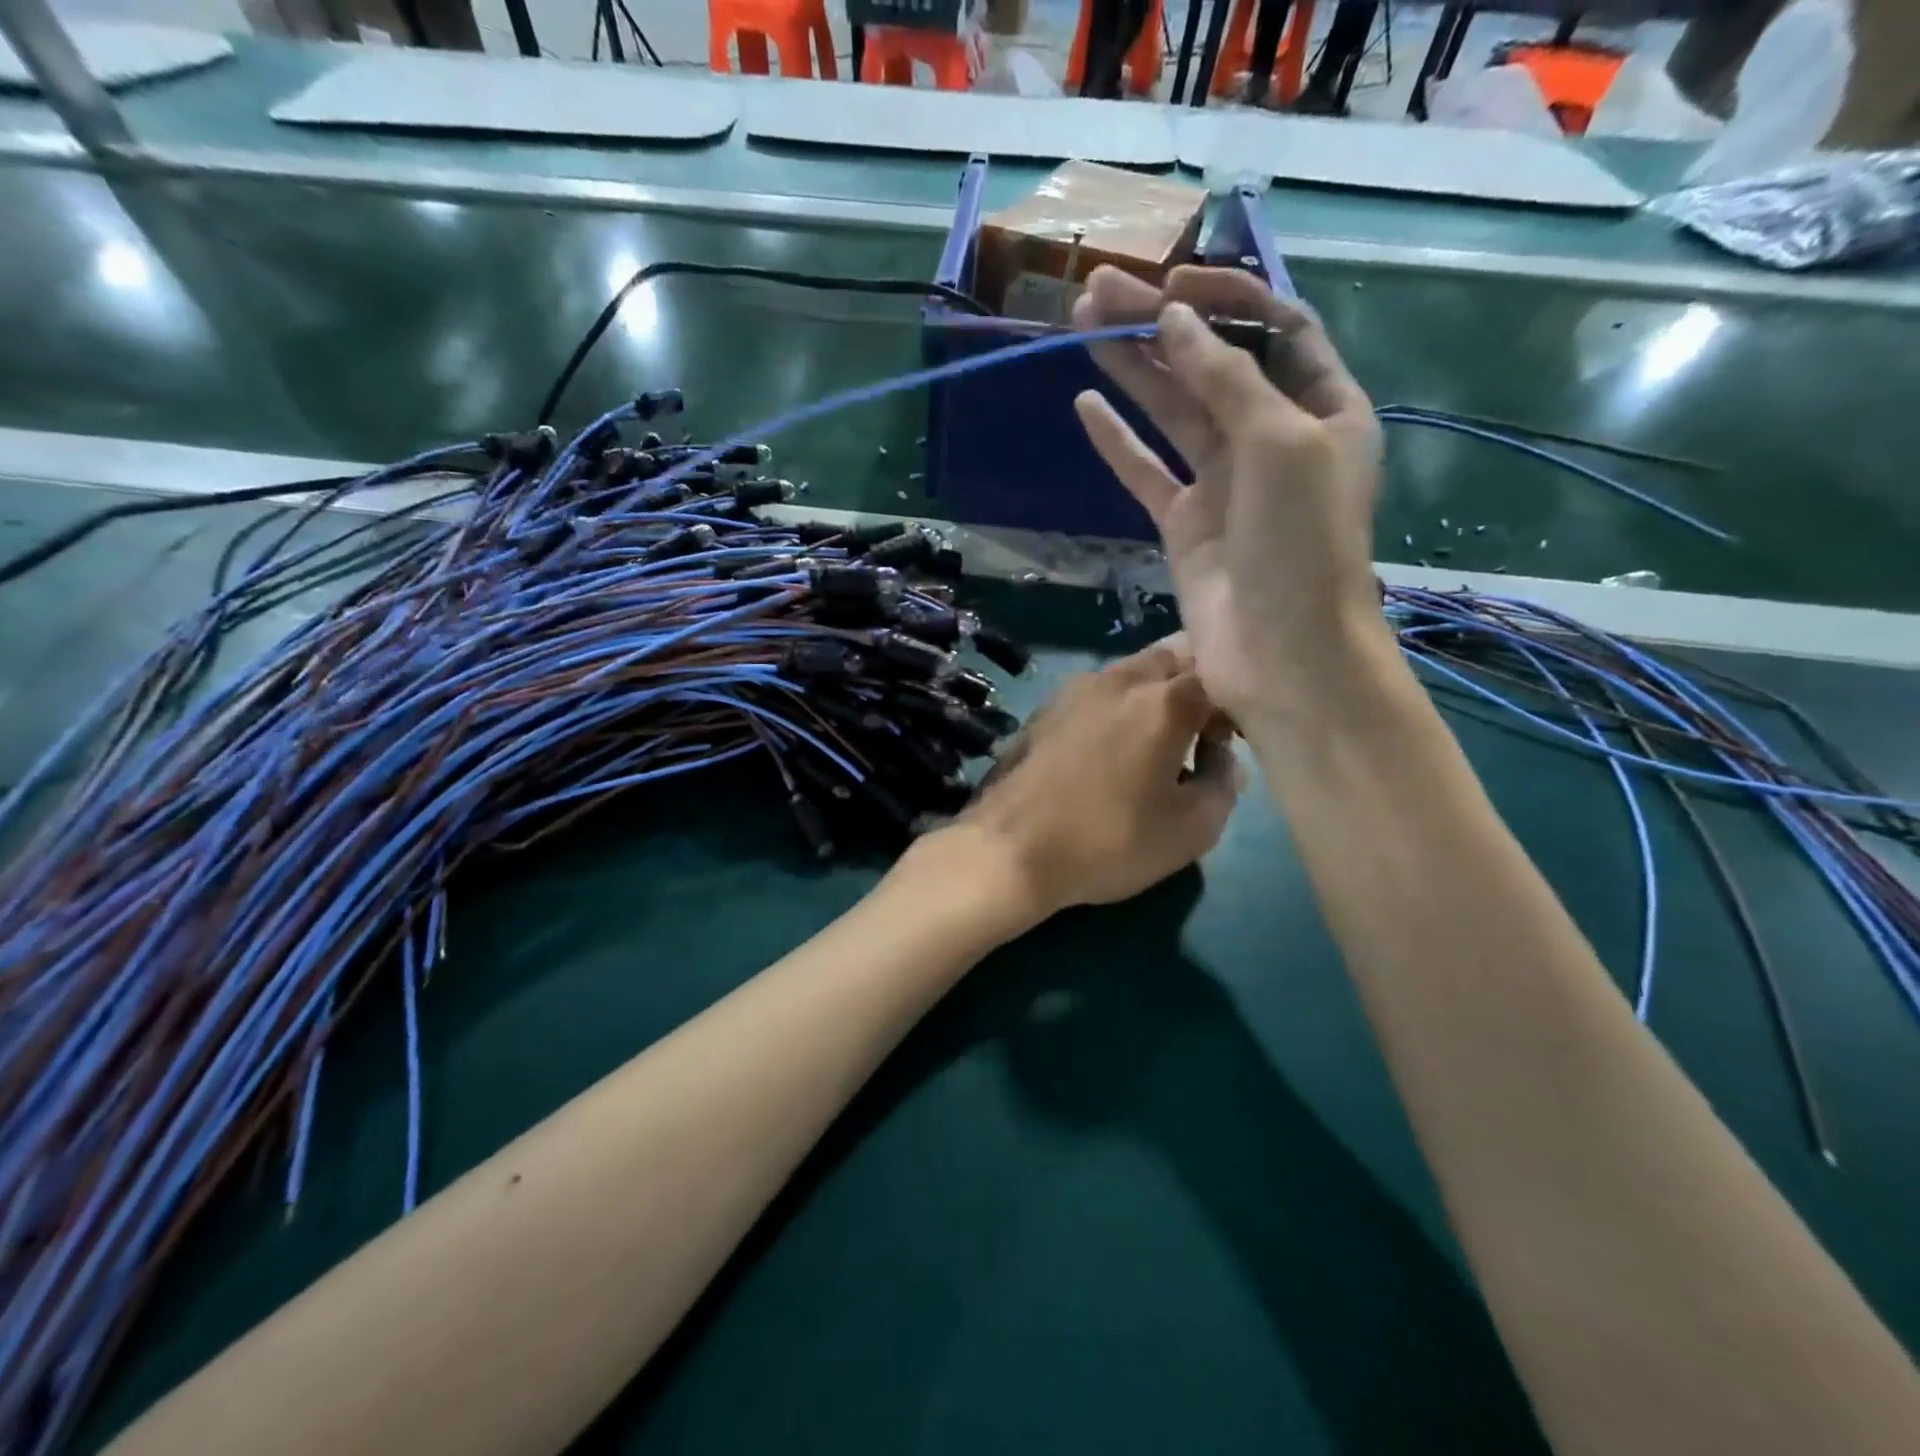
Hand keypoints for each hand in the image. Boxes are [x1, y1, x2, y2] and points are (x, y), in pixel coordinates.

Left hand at [932, 639, 1238, 928]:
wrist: (1008, 850)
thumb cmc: (1108, 842)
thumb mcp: (1190, 830)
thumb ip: (1223, 784)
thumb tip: (1221, 758)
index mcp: (1163, 700)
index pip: (1218, 673)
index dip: (1235, 703)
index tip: (1230, 741)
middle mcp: (1119, 678)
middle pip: (1174, 657)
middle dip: (1197, 683)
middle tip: (1200, 732)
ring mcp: (1075, 689)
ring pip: (1132, 671)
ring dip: (1156, 693)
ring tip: (1156, 743)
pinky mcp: (1044, 708)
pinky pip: (1098, 692)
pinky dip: (1119, 706)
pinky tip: (1110, 749)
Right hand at [1070, 265, 1386, 728]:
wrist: (1281, 653)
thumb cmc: (1301, 544)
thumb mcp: (1280, 443)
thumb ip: (1227, 379)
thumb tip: (1174, 322)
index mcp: (1322, 409)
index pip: (1276, 328)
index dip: (1224, 300)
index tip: (1168, 284)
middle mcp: (1273, 438)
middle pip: (1212, 365)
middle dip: (1159, 325)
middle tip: (1097, 291)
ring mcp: (1225, 483)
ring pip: (1173, 413)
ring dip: (1132, 369)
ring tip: (1082, 325)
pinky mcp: (1185, 524)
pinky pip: (1147, 473)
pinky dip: (1118, 442)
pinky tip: (1086, 405)